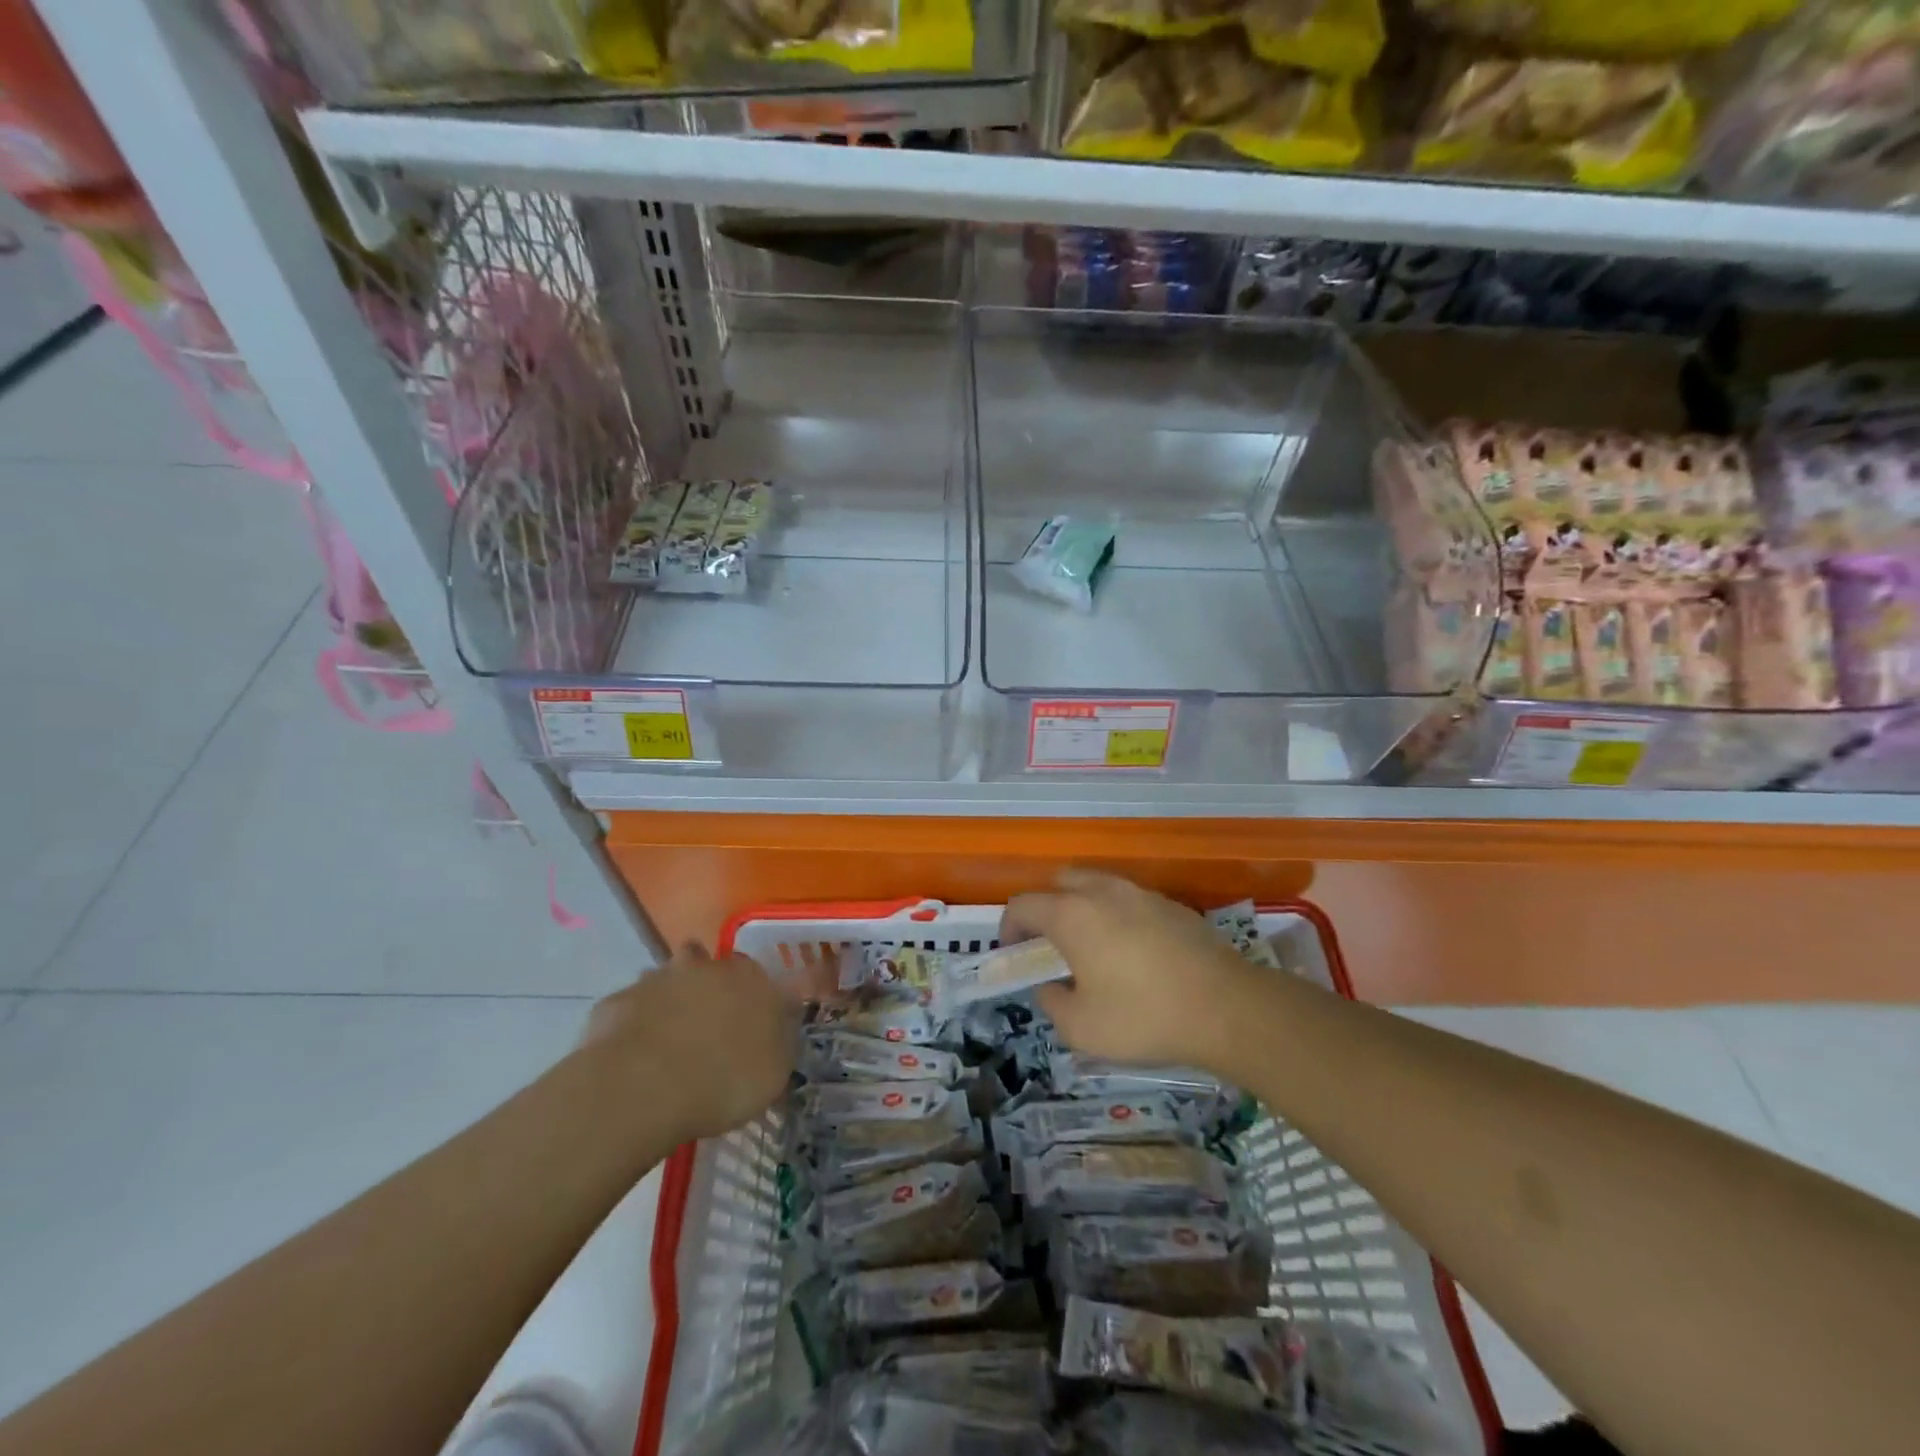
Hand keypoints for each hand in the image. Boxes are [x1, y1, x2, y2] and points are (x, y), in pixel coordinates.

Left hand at [584, 942, 814, 1140]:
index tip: (753, 1029)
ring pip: (668, 981)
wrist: (642, 1088)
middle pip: (711, 969)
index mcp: (751, 978)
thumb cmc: (723, 1079)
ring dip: (670, 1002)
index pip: (763, 978)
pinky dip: (634, 1027)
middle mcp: (706, 967)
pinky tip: (634, 1060)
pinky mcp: (616, 1002)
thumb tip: (776, 1033)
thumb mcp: (774, 1074)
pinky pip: (631, 1010)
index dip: (758, 1002)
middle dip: (710, 991)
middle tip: (709, 1031)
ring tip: (668, 1045)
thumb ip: (777, 1045)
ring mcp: (657, 980)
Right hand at [1002, 870, 1257, 1072]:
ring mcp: (1140, 893)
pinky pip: (1129, 900)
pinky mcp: (1171, 905)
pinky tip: (1134, 953)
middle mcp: (1101, 891)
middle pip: (1059, 883)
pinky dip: (1117, 916)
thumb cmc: (1143, 1017)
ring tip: (1092, 948)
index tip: (1014, 955)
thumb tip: (1050, 986)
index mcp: (1071, 914)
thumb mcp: (1081, 1028)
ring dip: (1083, 908)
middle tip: (1051, 946)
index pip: (1023, 905)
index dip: (1009, 928)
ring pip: (1097, 886)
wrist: (1226, 1008)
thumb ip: (1052, 1002)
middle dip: (1046, 909)